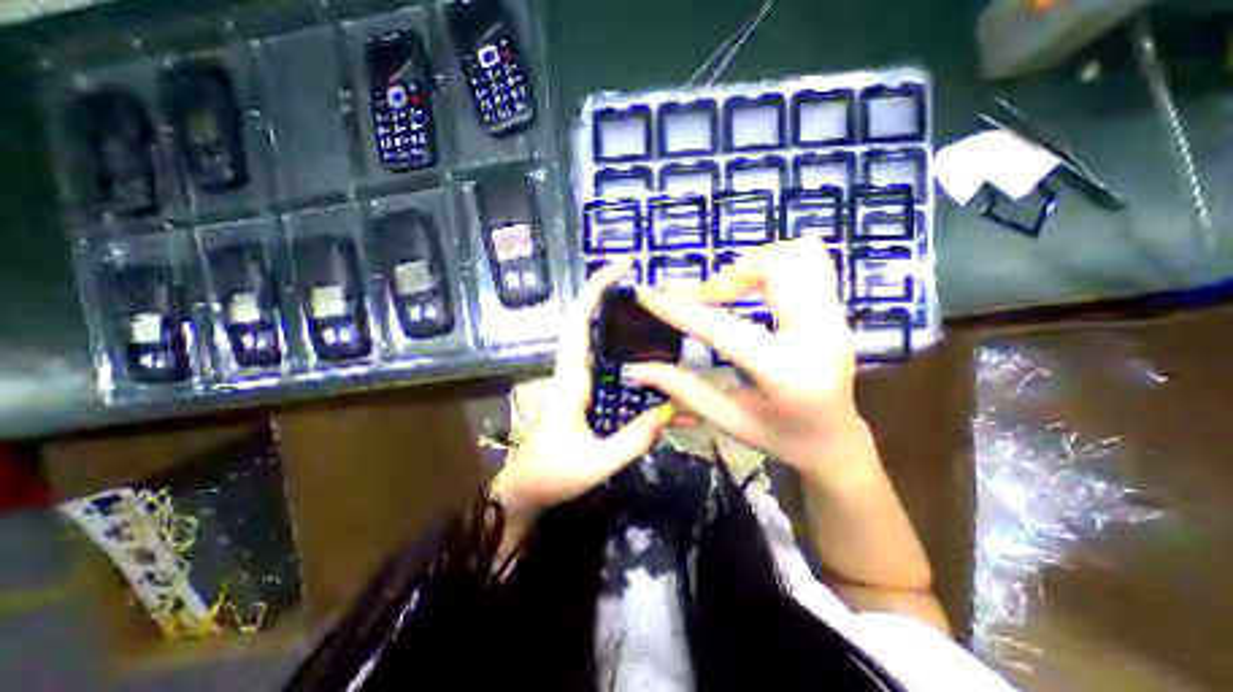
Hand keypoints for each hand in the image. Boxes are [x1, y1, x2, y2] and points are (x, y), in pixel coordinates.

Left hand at [488, 260, 671, 519]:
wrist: (527, 490)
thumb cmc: (552, 474)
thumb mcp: (596, 463)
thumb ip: (632, 440)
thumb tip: (666, 412)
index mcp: (572, 380)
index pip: (580, 323)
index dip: (596, 291)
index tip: (620, 267)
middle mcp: (576, 373)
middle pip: (593, 325)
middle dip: (616, 301)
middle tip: (654, 294)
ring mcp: (582, 383)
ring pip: (605, 346)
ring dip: (628, 331)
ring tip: (663, 328)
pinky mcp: (588, 395)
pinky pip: (611, 371)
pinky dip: (632, 363)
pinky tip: (655, 370)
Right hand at [627, 241, 864, 474]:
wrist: (837, 441)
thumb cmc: (781, 438)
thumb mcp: (728, 419)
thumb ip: (683, 389)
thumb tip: (637, 370)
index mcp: (784, 374)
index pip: (720, 329)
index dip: (677, 309)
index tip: (646, 293)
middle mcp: (818, 336)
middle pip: (770, 270)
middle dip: (724, 278)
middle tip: (701, 297)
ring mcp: (835, 318)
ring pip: (795, 255)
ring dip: (752, 265)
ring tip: (730, 290)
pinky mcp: (839, 311)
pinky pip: (814, 260)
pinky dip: (779, 260)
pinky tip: (759, 283)